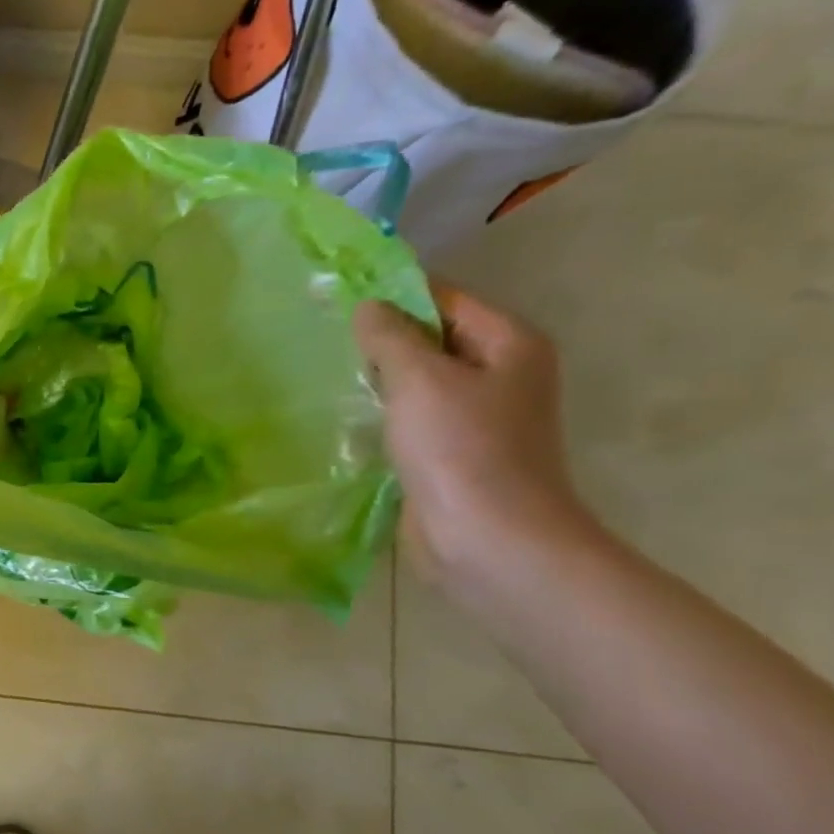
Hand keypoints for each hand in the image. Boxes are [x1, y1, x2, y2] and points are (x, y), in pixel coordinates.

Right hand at [354, 283, 594, 587]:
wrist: (488, 540)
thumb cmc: (461, 450)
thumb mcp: (420, 379)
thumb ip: (390, 336)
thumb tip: (368, 307)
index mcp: (508, 344)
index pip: (445, 298)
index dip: (394, 293)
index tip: (338, 295)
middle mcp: (500, 375)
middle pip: (432, 339)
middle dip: (381, 338)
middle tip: (325, 335)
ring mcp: (477, 418)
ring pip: (418, 381)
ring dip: (379, 378)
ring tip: (328, 371)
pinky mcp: (451, 454)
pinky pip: (411, 417)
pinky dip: (383, 412)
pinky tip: (346, 414)